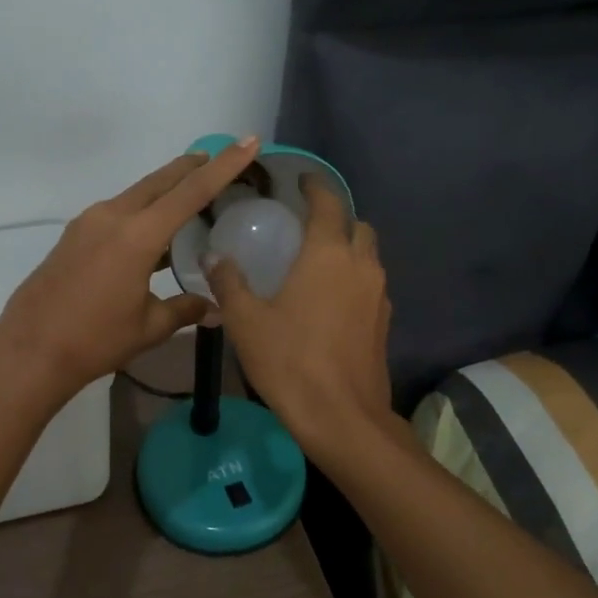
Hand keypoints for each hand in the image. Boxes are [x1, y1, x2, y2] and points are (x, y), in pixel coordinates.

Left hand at [0, 138, 262, 399]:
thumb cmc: (95, 341)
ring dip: (165, 189)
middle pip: (160, 181)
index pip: (191, 192)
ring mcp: (88, 223)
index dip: (223, 166)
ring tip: (190, 193)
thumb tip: (215, 309)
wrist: (29, 351)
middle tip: (218, 158)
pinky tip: (152, 231)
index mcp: (137, 235)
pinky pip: (117, 211)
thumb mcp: (148, 327)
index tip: (247, 141)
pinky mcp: (74, 235)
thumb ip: (184, 310)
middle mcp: (112, 216)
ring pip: (137, 194)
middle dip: (191, 167)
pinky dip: (142, 210)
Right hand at [207, 175, 393, 454]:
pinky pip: (370, 285)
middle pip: (357, 226)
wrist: (342, 417)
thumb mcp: (246, 321)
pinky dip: (354, 279)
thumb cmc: (290, 361)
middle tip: (305, 226)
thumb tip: (213, 256)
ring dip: (348, 249)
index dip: (315, 186)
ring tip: (316, 262)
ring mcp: (378, 295)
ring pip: (368, 256)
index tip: (301, 180)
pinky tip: (329, 300)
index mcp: (328, 254)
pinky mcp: (384, 322)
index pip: (328, 203)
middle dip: (336, 218)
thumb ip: (228, 283)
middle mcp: (361, 266)